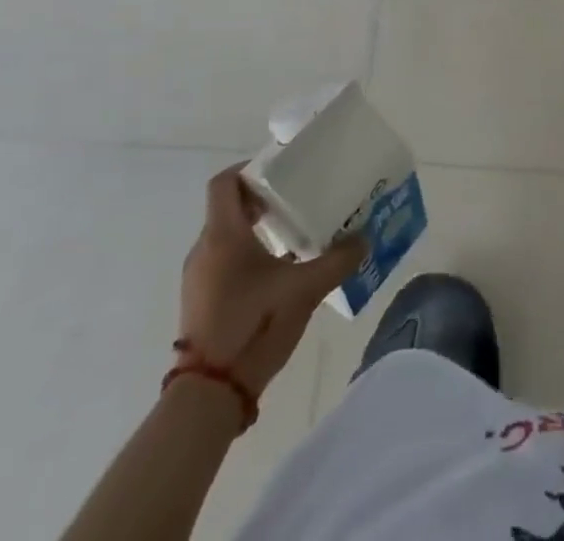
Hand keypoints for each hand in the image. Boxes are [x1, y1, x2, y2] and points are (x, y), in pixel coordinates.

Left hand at [180, 165, 363, 397]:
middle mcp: (204, 249)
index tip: (281, 171)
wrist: (209, 394)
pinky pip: (221, 262)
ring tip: (292, 234)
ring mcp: (197, 277)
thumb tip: (365, 238)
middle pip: (228, 207)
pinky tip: (276, 273)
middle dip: (261, 199)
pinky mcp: (200, 301)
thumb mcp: (304, 290)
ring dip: (254, 229)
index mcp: (223, 235)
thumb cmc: (253, 326)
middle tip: (296, 199)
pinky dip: (245, 255)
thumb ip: (337, 261)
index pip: (225, 183)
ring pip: (225, 236)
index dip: (250, 169)